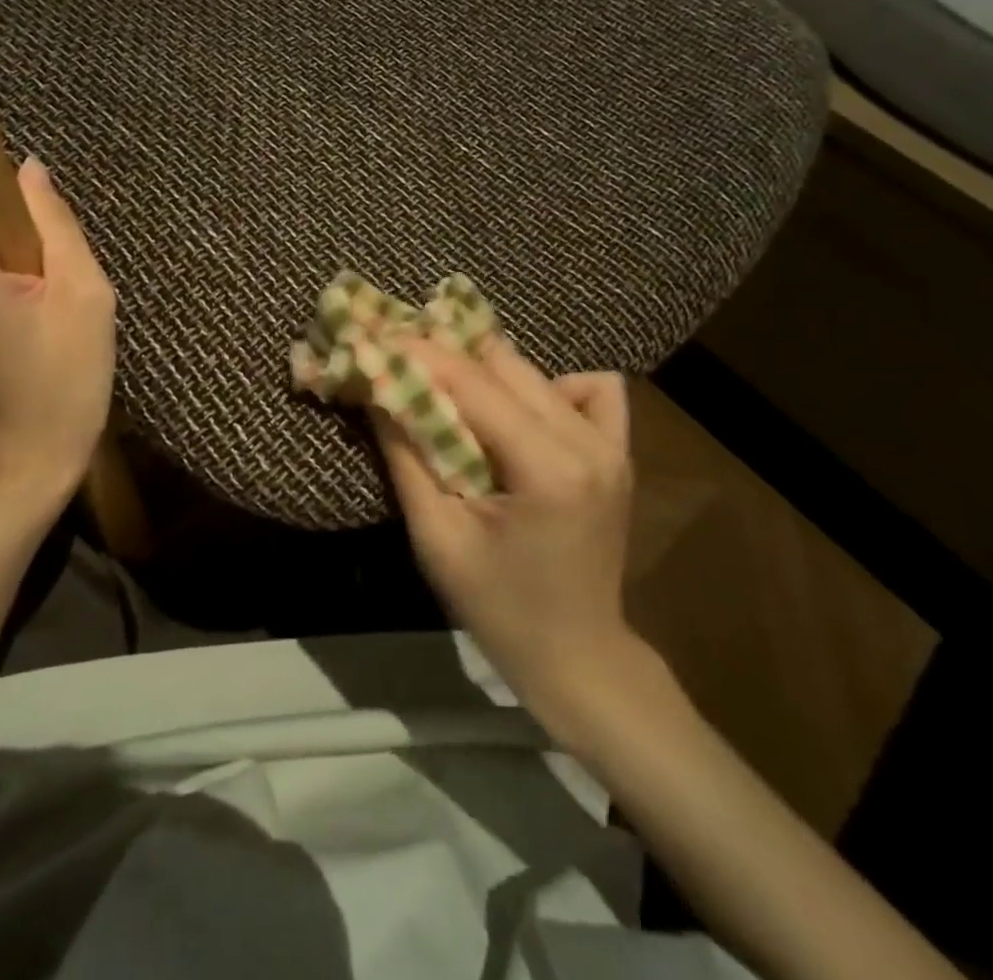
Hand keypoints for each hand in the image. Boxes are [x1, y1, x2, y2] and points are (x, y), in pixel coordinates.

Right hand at [374, 340, 642, 717]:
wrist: (577, 656)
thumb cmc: (498, 607)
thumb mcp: (437, 537)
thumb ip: (406, 456)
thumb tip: (378, 389)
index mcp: (548, 468)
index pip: (473, 384)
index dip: (420, 354)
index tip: (374, 336)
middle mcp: (588, 442)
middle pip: (505, 366)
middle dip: (445, 356)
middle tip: (399, 359)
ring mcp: (611, 444)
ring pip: (537, 372)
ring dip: (484, 369)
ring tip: (446, 387)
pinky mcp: (618, 451)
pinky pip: (590, 390)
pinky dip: (548, 386)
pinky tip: (521, 412)